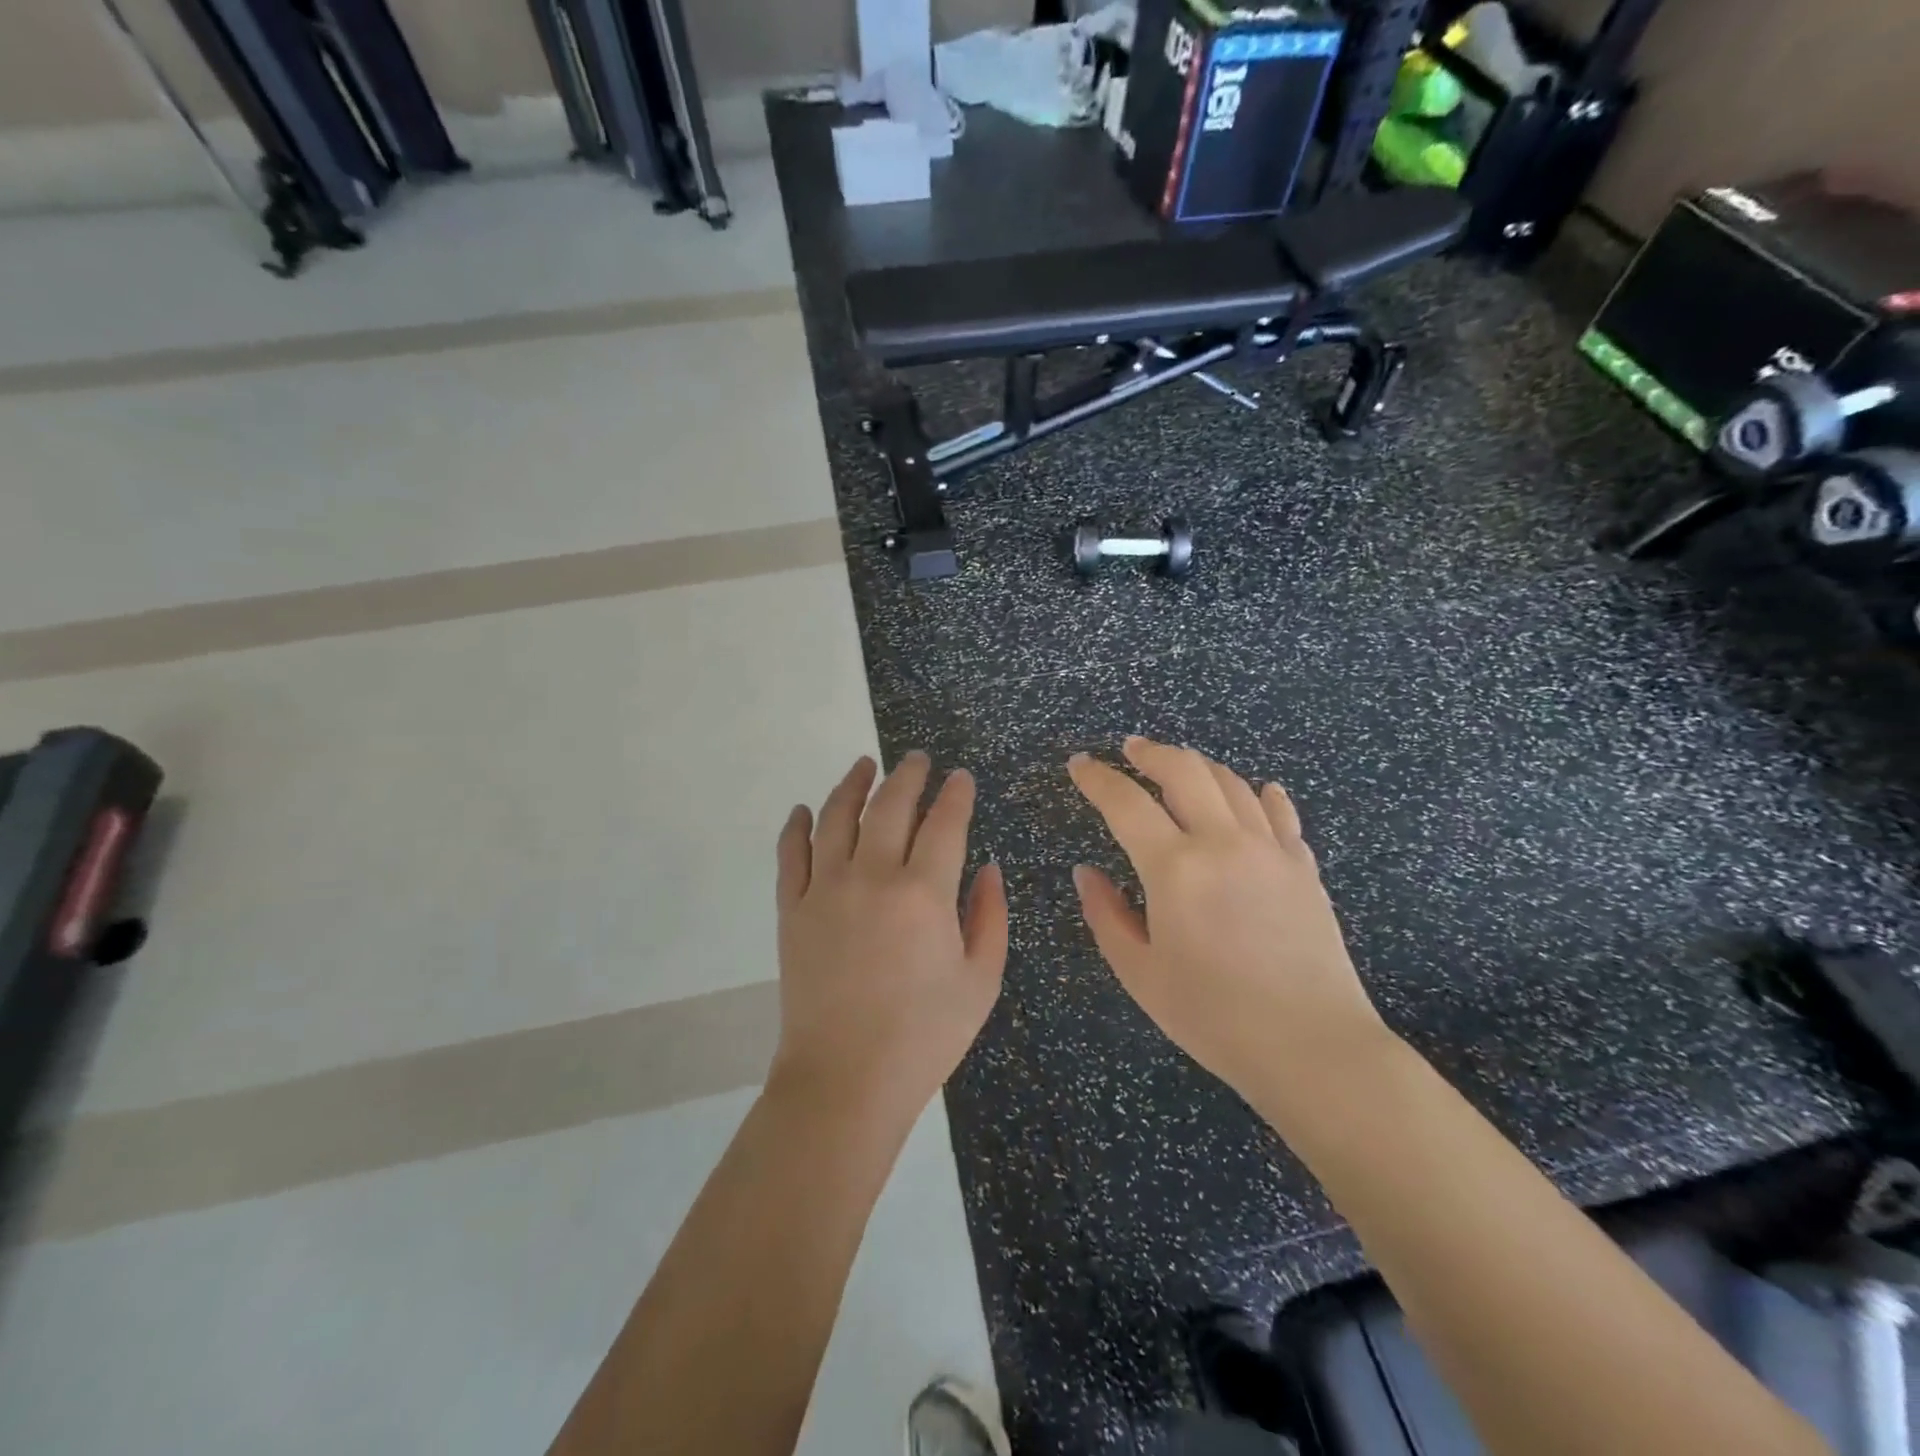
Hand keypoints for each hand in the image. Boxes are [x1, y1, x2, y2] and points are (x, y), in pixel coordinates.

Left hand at [771, 752, 1007, 1120]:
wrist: (845, 1079)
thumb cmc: (924, 1035)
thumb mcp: (981, 981)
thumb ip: (990, 917)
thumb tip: (989, 869)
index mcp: (923, 892)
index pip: (944, 822)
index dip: (956, 794)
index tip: (961, 777)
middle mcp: (872, 875)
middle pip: (890, 805)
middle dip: (908, 774)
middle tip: (917, 758)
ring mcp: (825, 888)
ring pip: (836, 816)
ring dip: (852, 784)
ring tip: (865, 764)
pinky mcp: (792, 909)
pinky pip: (790, 854)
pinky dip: (795, 826)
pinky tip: (803, 810)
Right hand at [1068, 737, 1389, 1109]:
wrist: (1313, 1048)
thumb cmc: (1214, 1017)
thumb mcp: (1141, 974)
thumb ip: (1106, 915)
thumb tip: (1086, 872)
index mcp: (1175, 868)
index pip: (1125, 803)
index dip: (1097, 778)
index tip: (1079, 764)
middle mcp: (1223, 843)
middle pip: (1185, 771)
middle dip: (1151, 753)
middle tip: (1131, 748)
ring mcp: (1270, 850)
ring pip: (1232, 783)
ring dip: (1200, 766)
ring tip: (1181, 766)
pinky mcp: (1304, 867)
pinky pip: (1281, 815)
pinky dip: (1262, 795)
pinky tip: (1259, 791)